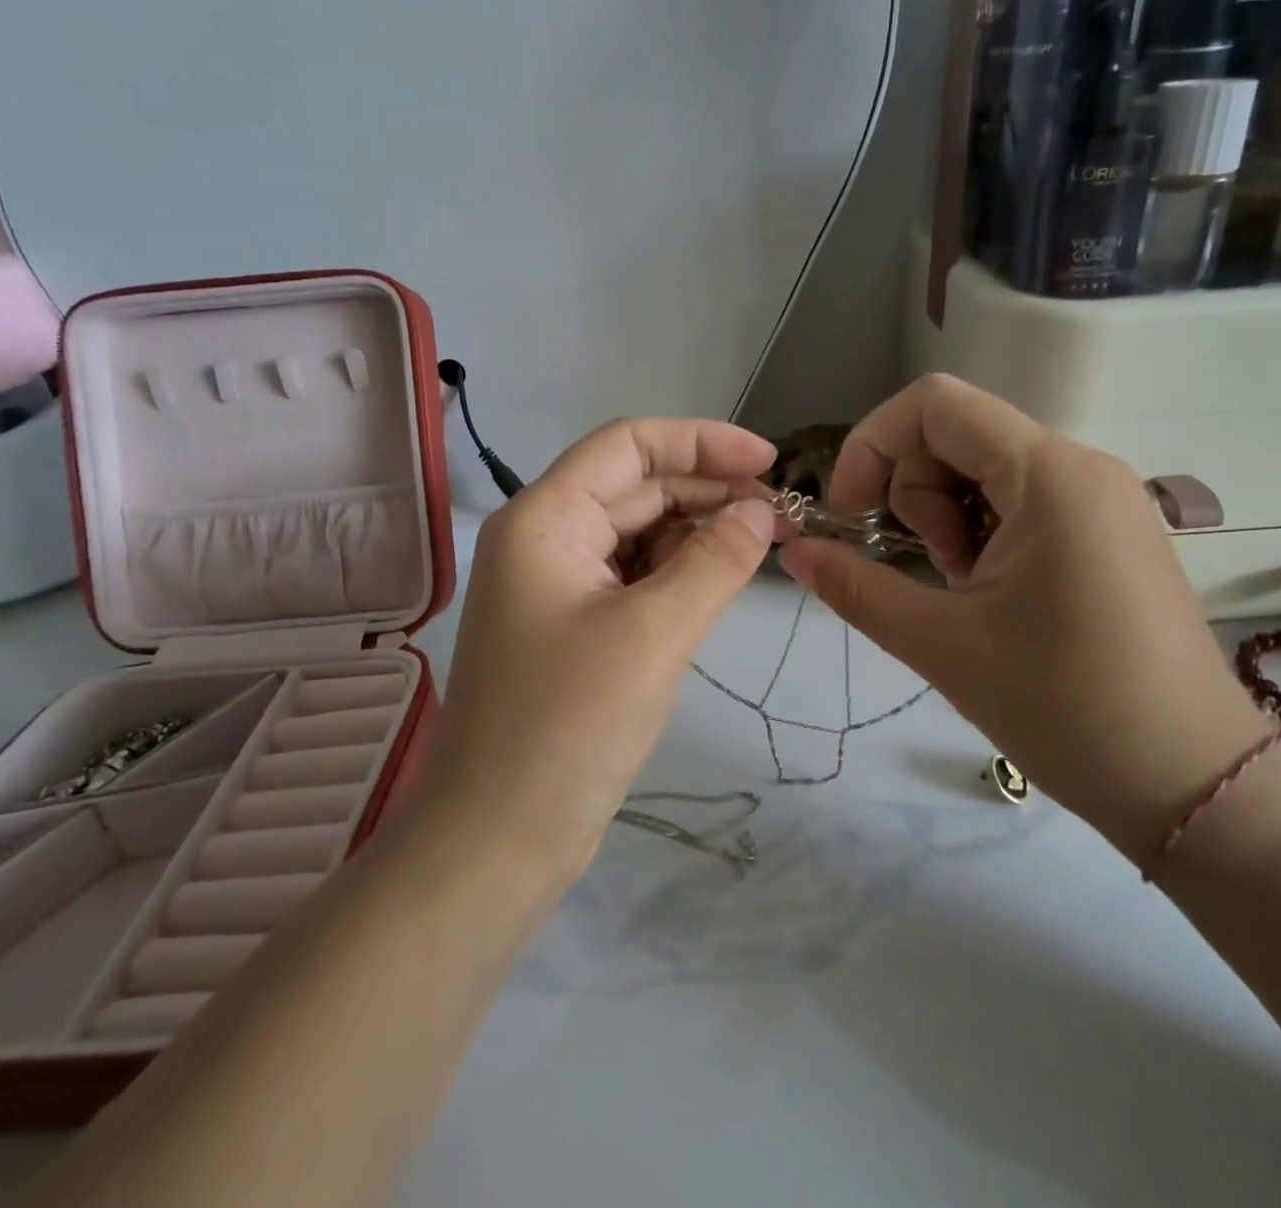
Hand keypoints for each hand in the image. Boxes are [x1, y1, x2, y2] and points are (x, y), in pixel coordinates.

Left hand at [415, 419, 784, 878]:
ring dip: (699, 531)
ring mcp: (559, 585)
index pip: (627, 446)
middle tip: (781, 514)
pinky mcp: (577, 626)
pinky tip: (722, 577)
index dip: (701, 441)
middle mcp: (546, 538)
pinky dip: (680, 571)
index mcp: (544, 519)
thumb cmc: (568, 725)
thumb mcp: (654, 633)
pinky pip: (636, 577)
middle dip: (709, 490)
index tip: (768, 461)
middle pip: (636, 487)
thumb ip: (714, 561)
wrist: (498, 839)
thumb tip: (760, 513)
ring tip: (764, 543)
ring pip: (639, 532)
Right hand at [778, 375, 1265, 859]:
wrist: (1194, 787)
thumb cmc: (1066, 709)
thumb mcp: (940, 644)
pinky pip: (1020, 500)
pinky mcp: (1109, 530)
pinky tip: (994, 595)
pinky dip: (982, 532)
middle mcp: (1082, 466)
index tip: (851, 515)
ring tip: (964, 591)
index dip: (872, 445)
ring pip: (985, 468)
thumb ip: (855, 586)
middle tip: (929, 571)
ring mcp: (1102, 497)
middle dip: (915, 493)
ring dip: (947, 517)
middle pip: (956, 434)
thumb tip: (791, 550)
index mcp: (1049, 475)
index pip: (934, 404)